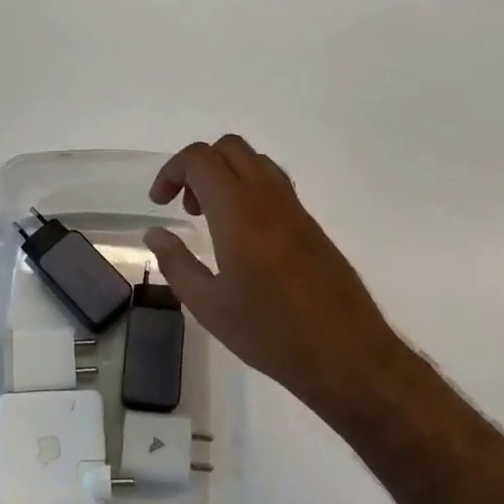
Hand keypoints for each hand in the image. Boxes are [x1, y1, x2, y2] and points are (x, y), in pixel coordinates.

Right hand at [144, 135, 409, 409]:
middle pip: (229, 148)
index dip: (172, 171)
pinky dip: (248, 189)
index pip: (201, 159)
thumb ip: (176, 263)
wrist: (347, 355)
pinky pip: (274, 184)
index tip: (160, 203)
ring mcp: (295, 209)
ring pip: (255, 161)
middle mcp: (268, 199)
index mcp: (239, 214)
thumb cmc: (271, 333)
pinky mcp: (311, 224)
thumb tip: (156, 233)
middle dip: (197, 166)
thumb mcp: (208, 306)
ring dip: (225, 174)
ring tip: (211, 219)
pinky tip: (242, 236)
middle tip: (185, 207)